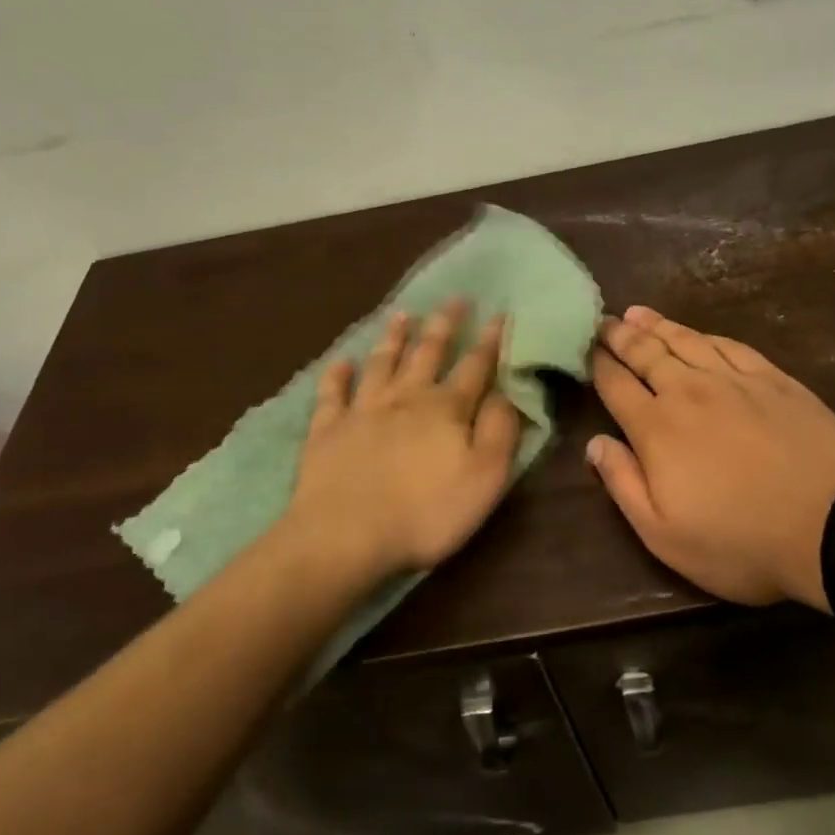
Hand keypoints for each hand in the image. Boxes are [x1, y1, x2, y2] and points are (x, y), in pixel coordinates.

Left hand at [284, 299, 521, 578]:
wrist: (345, 536)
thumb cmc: (426, 513)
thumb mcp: (484, 477)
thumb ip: (499, 431)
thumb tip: (506, 392)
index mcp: (446, 409)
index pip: (475, 366)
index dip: (490, 340)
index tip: (500, 313)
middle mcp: (405, 397)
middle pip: (427, 352)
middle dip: (444, 324)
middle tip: (454, 298)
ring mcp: (362, 410)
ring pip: (381, 362)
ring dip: (394, 337)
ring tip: (402, 314)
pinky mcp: (327, 429)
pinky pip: (332, 393)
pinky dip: (336, 375)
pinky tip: (340, 362)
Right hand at [587, 305, 834, 609]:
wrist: (831, 525)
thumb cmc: (739, 541)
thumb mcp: (663, 534)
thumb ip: (623, 483)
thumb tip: (594, 442)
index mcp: (657, 428)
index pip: (617, 385)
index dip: (598, 364)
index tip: (586, 347)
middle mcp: (689, 391)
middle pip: (646, 354)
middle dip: (621, 336)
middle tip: (604, 321)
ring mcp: (734, 380)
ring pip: (686, 341)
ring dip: (657, 326)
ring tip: (637, 313)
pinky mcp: (773, 379)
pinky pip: (730, 345)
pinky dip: (706, 335)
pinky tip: (698, 333)